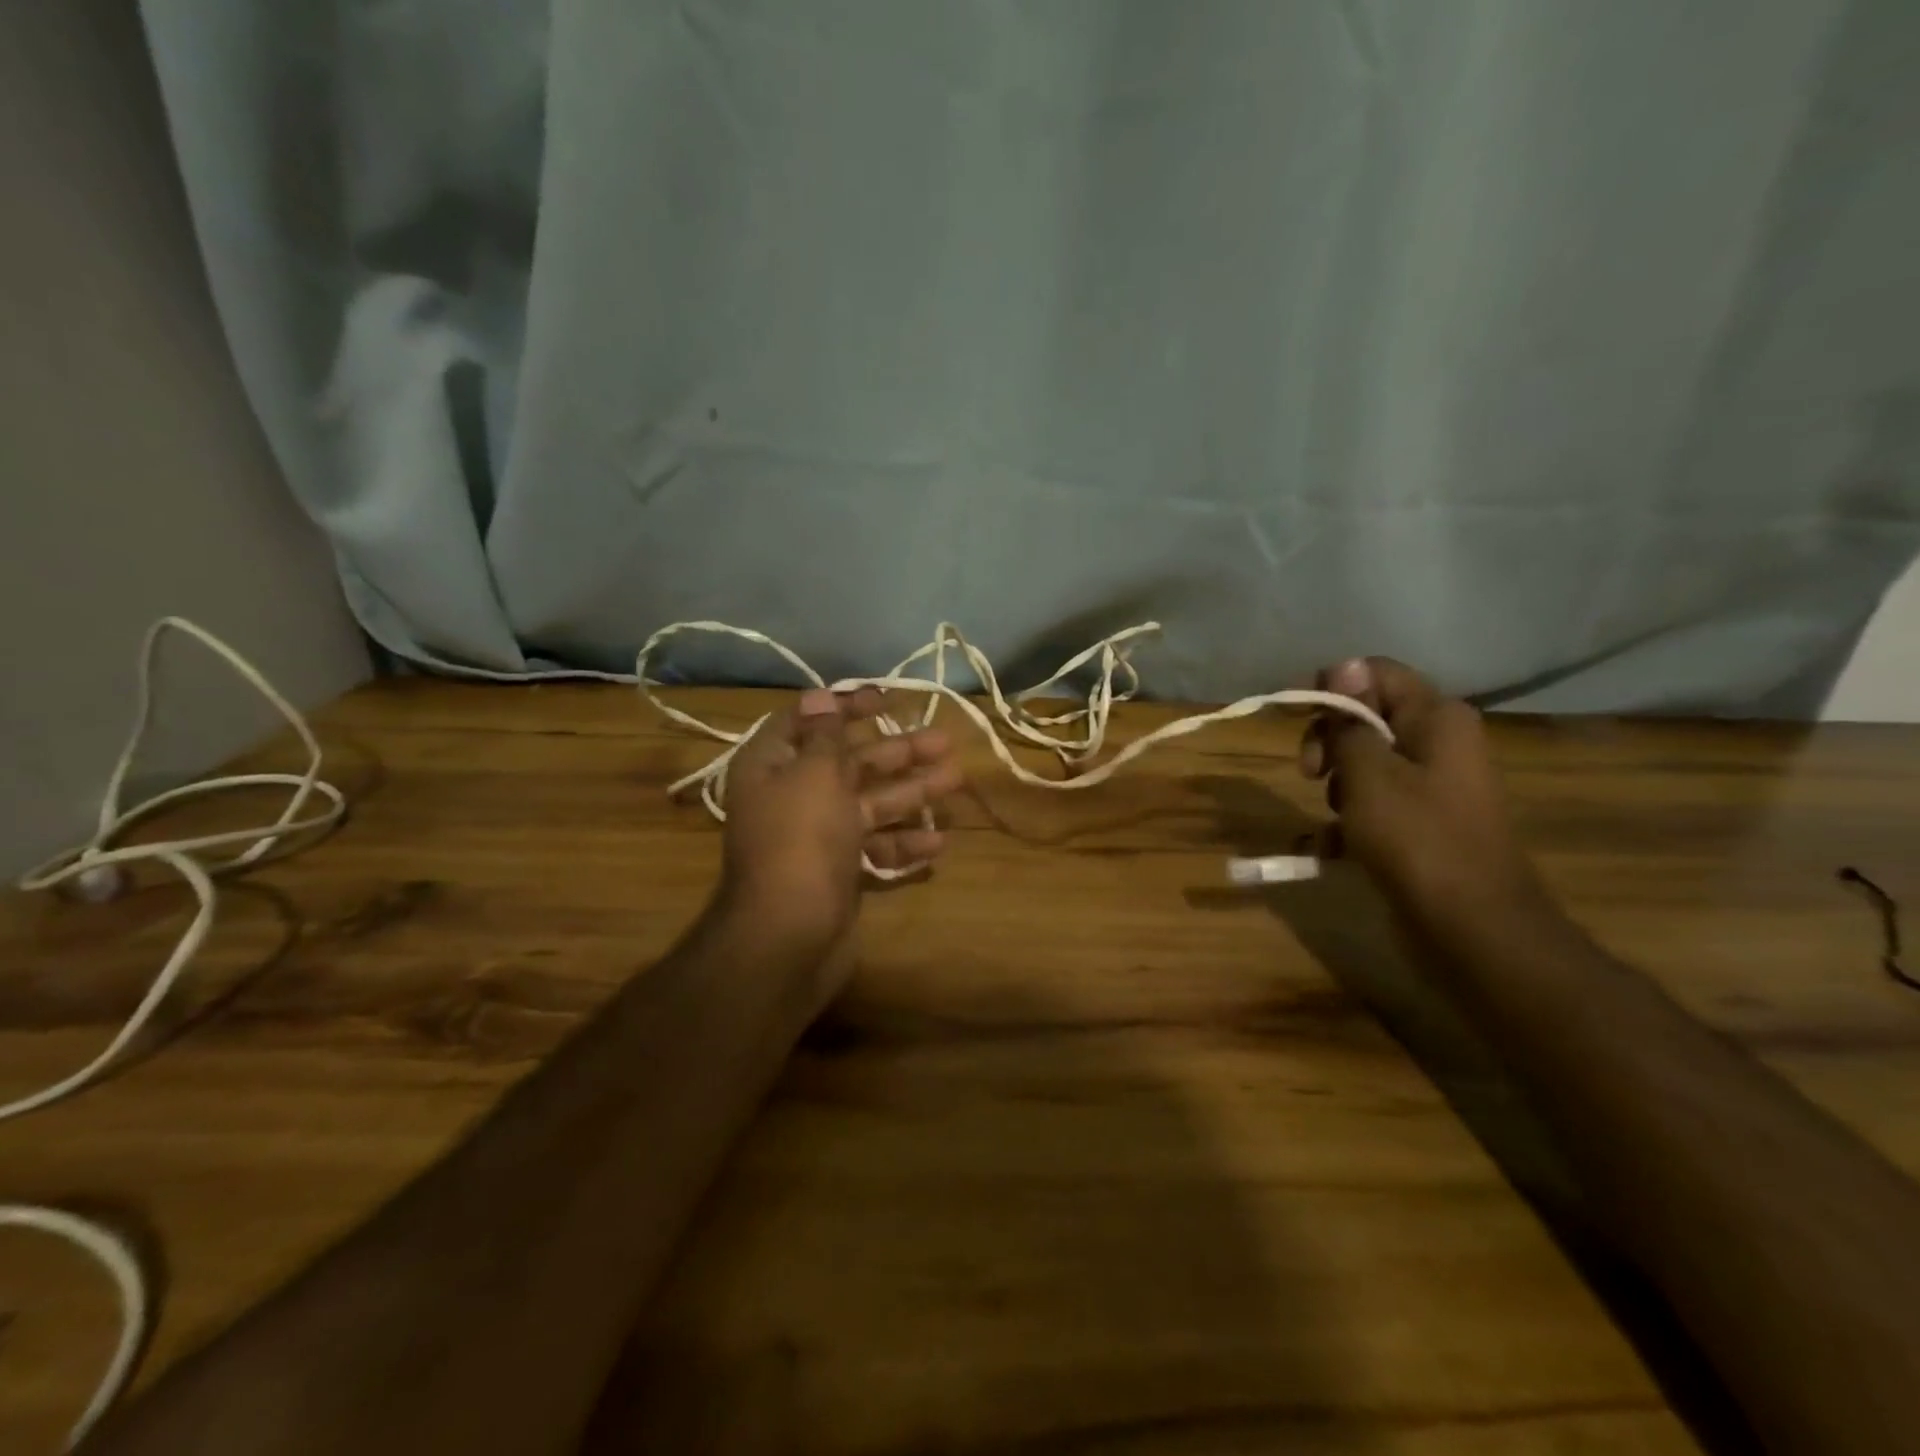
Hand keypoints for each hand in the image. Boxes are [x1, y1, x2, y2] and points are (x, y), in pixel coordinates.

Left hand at [717, 686, 964, 977]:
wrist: (788, 936)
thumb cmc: (801, 840)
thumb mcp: (815, 775)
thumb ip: (826, 736)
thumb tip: (820, 696)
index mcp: (772, 766)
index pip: (807, 721)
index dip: (844, 706)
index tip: (886, 698)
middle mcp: (793, 796)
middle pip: (850, 763)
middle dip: (897, 751)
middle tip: (944, 740)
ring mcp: (817, 837)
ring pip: (870, 804)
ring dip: (911, 792)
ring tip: (956, 779)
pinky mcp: (839, 871)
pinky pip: (875, 848)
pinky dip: (903, 843)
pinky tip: (938, 841)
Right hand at [1300, 658, 1549, 933]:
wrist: (1472, 927)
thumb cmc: (1416, 839)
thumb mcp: (1368, 774)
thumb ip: (1348, 721)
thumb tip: (1342, 665)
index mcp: (1436, 718)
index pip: (1375, 672)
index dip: (1331, 686)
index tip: (1297, 717)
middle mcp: (1439, 743)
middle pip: (1366, 717)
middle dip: (1328, 741)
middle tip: (1309, 772)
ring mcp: (1432, 786)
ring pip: (1365, 764)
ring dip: (1335, 786)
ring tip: (1329, 818)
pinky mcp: (1422, 823)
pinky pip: (1374, 805)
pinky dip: (1347, 822)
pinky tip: (1325, 848)